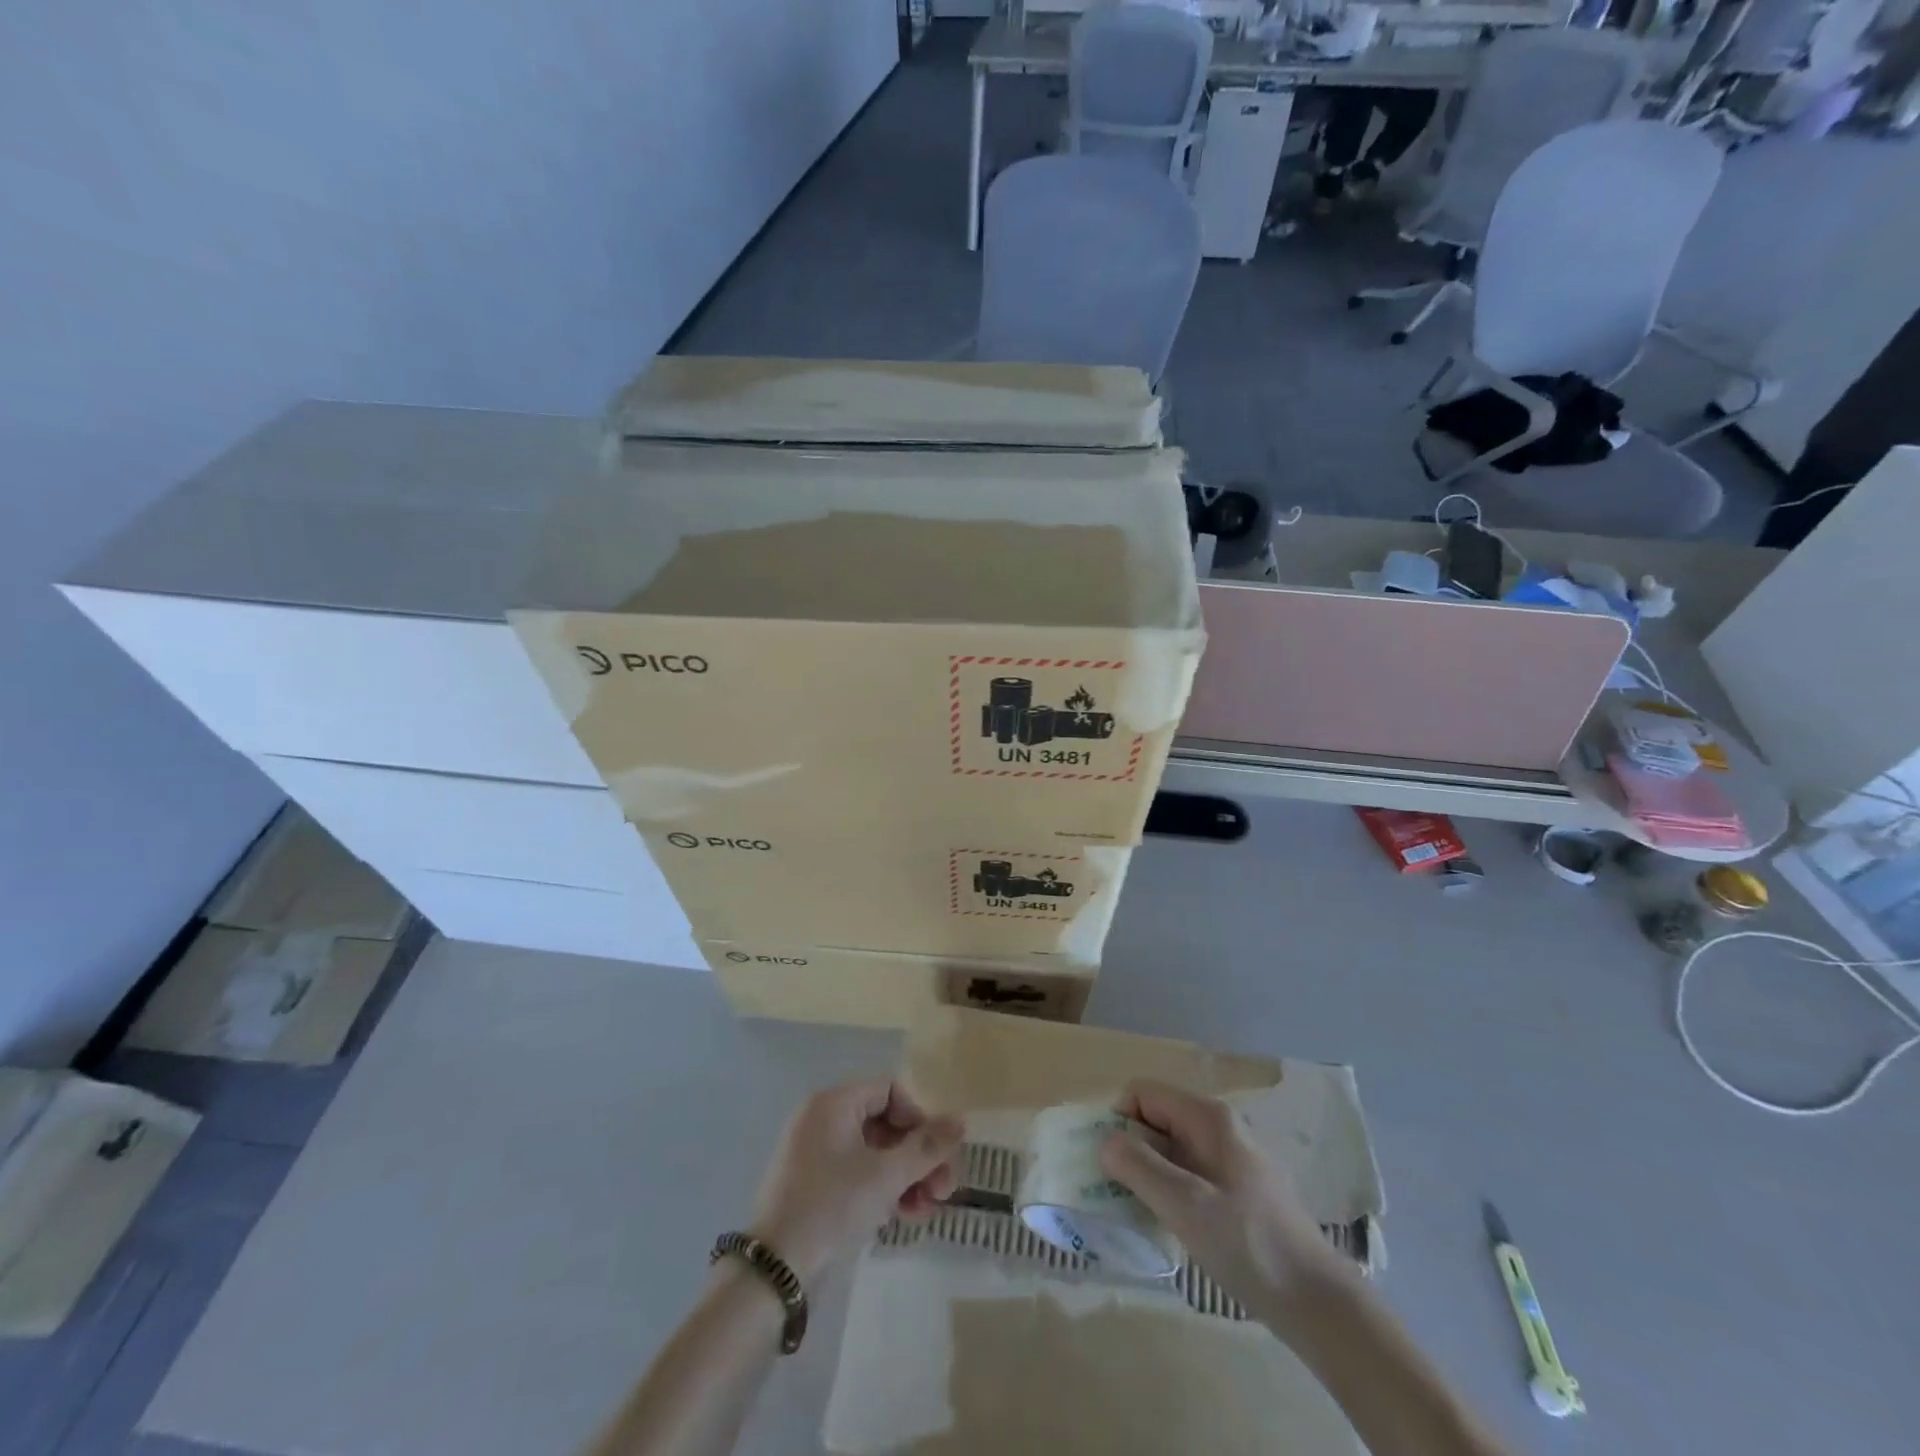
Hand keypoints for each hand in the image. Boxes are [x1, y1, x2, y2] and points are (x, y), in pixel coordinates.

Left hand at [747, 1079, 961, 1284]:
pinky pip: (857, 1173)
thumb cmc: (832, 1206)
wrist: (774, 1272)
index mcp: (834, 1103)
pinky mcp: (813, 1185)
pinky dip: (883, 1189)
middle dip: (918, 1156)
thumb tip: (961, 1120)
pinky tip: (903, 1217)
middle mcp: (822, 1119)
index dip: (919, 1118)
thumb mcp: (886, 1175)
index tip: (936, 1154)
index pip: (890, 1091)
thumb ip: (927, 1147)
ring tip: (927, 1210)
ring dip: (906, 1177)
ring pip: (874, 1153)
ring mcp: (815, 1153)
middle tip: (944, 1190)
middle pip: (885, 1124)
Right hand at [1098, 1079, 1342, 1321]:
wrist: (1318, 1303)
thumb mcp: (1185, 1204)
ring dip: (1148, 1175)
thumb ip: (1138, 1166)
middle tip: (1118, 1194)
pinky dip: (1170, 1192)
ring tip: (1141, 1214)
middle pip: (1155, 1120)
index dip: (1119, 1121)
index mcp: (1207, 1117)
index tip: (1110, 1166)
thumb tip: (1104, 1139)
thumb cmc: (1249, 1245)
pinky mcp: (1237, 1190)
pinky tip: (1172, 1227)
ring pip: (1170, 1150)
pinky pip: (1188, 1175)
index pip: (1142, 1093)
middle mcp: (1217, 1127)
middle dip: (1130, 1150)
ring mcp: (1230, 1158)